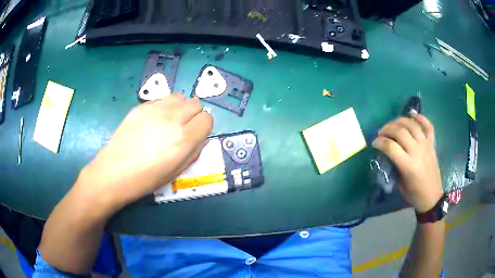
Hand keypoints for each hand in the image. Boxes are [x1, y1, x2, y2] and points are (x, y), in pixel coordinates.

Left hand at [75, 93, 212, 213]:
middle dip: (194, 115)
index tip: (196, 135)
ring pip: (179, 96)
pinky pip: (161, 100)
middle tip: (184, 128)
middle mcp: (171, 119)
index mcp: (183, 139)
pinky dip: (163, 107)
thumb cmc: (146, 179)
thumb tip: (201, 138)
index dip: (204, 127)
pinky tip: (153, 121)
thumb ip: (194, 152)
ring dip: (180, 107)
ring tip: (170, 121)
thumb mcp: (176, 172)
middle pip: (195, 103)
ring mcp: (154, 109)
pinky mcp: (140, 107)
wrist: (113, 173)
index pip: (207, 118)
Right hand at [372, 114, 442, 212]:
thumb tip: (386, 154)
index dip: (380, 142)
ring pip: (412, 125)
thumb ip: (393, 167)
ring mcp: (426, 146)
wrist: (431, 196)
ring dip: (400, 121)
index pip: (391, 147)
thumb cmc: (414, 194)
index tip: (374, 143)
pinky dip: (421, 118)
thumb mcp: (399, 184)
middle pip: (401, 132)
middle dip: (387, 129)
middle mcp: (418, 152)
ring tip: (393, 124)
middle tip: (381, 132)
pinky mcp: (432, 144)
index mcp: (408, 166)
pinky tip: (413, 115)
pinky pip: (428, 126)